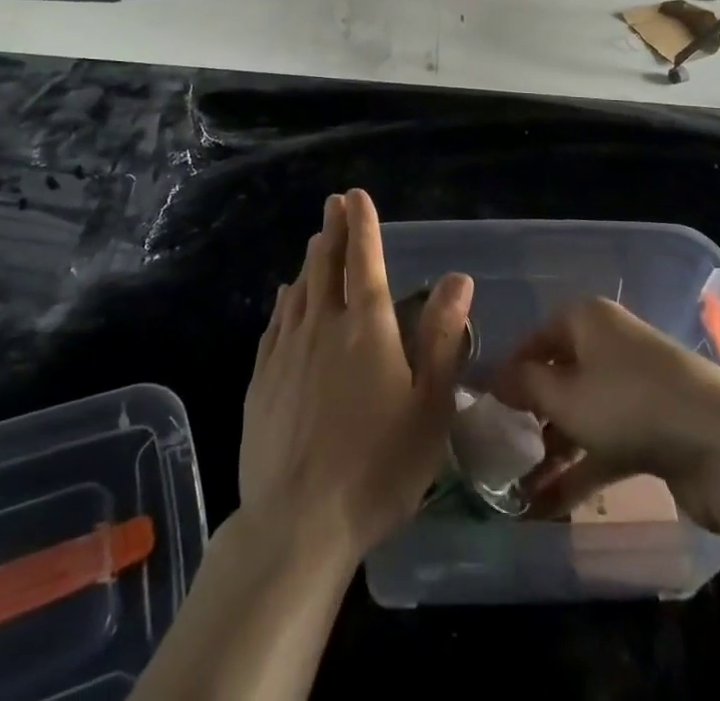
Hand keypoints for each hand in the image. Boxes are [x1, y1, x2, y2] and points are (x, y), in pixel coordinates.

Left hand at [239, 189, 473, 563]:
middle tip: (334, 203)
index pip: (366, 261)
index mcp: (367, 328)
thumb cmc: (377, 467)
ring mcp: (287, 351)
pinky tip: (286, 296)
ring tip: (315, 239)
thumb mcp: (428, 407)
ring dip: (310, 259)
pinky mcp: (262, 379)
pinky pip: (276, 323)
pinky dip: (285, 300)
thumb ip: (442, 337)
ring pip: (300, 289)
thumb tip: (458, 278)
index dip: (363, 225)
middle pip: (327, 265)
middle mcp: (324, 325)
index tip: (356, 195)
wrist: (296, 524)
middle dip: (332, 229)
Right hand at [490, 297, 719, 529]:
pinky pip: (607, 440)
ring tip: (521, 485)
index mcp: (589, 319)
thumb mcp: (566, 395)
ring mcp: (636, 385)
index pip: (538, 337)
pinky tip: (551, 505)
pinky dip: (582, 467)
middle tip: (504, 447)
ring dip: (554, 447)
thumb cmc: (630, 404)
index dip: (511, 369)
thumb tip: (496, 377)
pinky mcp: (655, 425)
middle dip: (532, 413)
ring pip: (583, 412)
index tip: (488, 405)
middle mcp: (611, 343)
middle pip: (561, 374)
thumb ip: (526, 386)